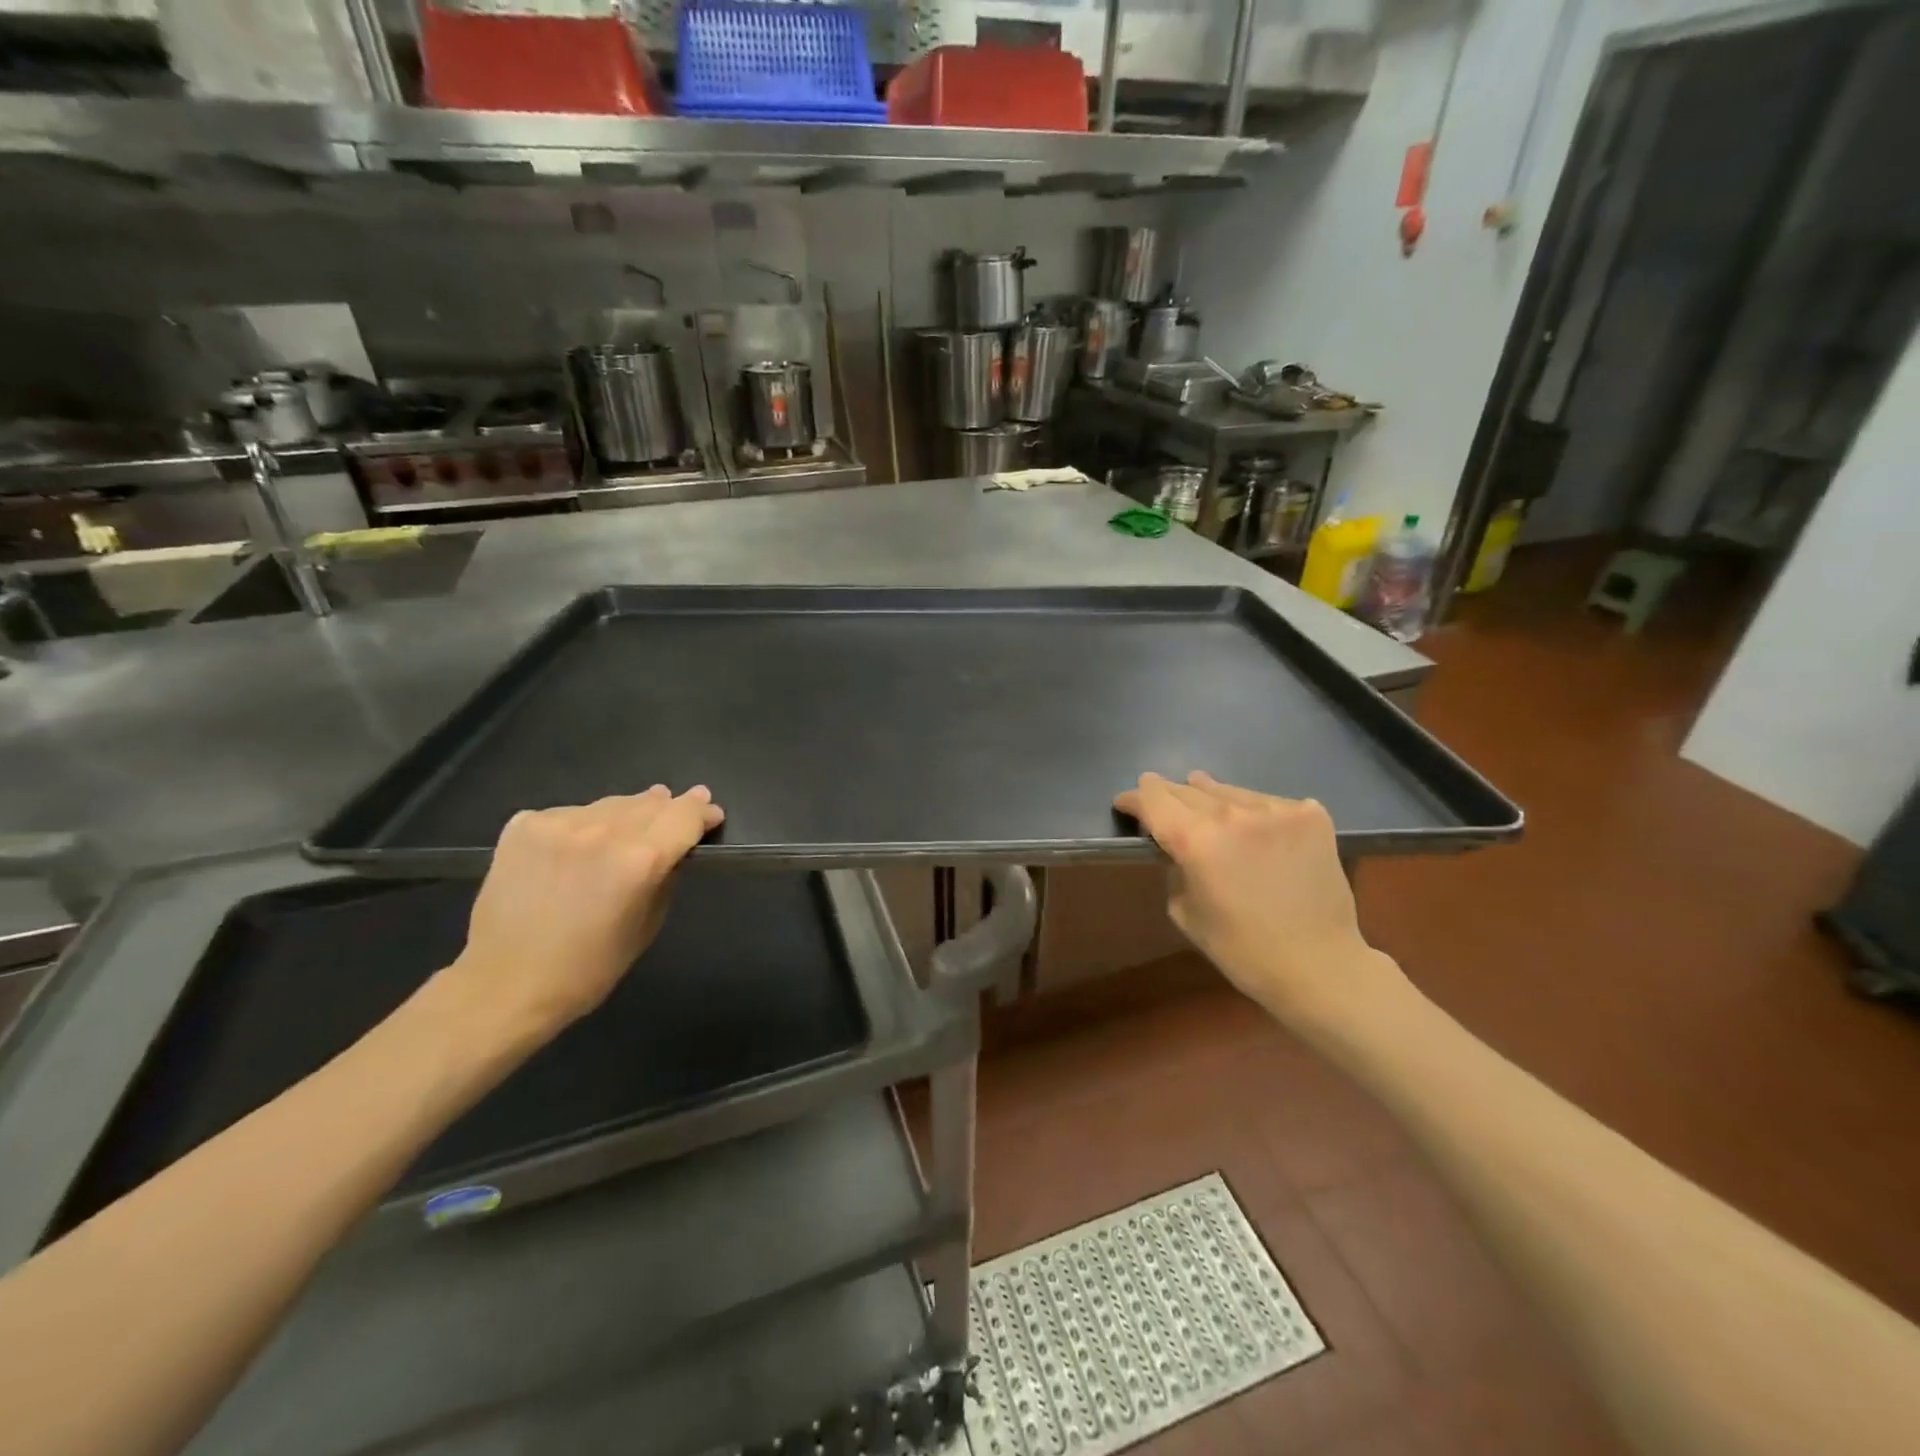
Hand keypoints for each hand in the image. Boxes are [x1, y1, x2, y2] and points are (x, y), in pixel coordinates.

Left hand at [439, 786, 724, 1044]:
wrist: (504, 985)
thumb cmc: (588, 968)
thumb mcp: (647, 924)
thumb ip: (666, 876)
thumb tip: (676, 847)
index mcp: (639, 860)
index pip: (684, 816)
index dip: (703, 812)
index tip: (711, 814)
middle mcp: (602, 831)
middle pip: (650, 803)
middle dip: (669, 808)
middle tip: (679, 810)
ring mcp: (558, 824)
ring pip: (611, 804)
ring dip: (628, 814)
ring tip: (631, 826)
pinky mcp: (524, 826)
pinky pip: (571, 814)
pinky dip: (584, 825)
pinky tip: (579, 847)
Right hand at [1115, 771, 1401, 1024]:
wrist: (1319, 966)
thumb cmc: (1242, 950)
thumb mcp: (1185, 913)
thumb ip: (1175, 869)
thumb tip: (1178, 847)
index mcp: (1196, 841)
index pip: (1153, 800)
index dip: (1134, 798)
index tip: (1125, 801)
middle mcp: (1233, 814)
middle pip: (1188, 790)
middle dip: (1169, 794)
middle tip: (1157, 794)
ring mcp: (1277, 810)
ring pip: (1230, 791)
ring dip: (1211, 797)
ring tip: (1202, 794)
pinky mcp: (1311, 815)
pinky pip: (1270, 802)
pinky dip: (1256, 811)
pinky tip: (1257, 826)